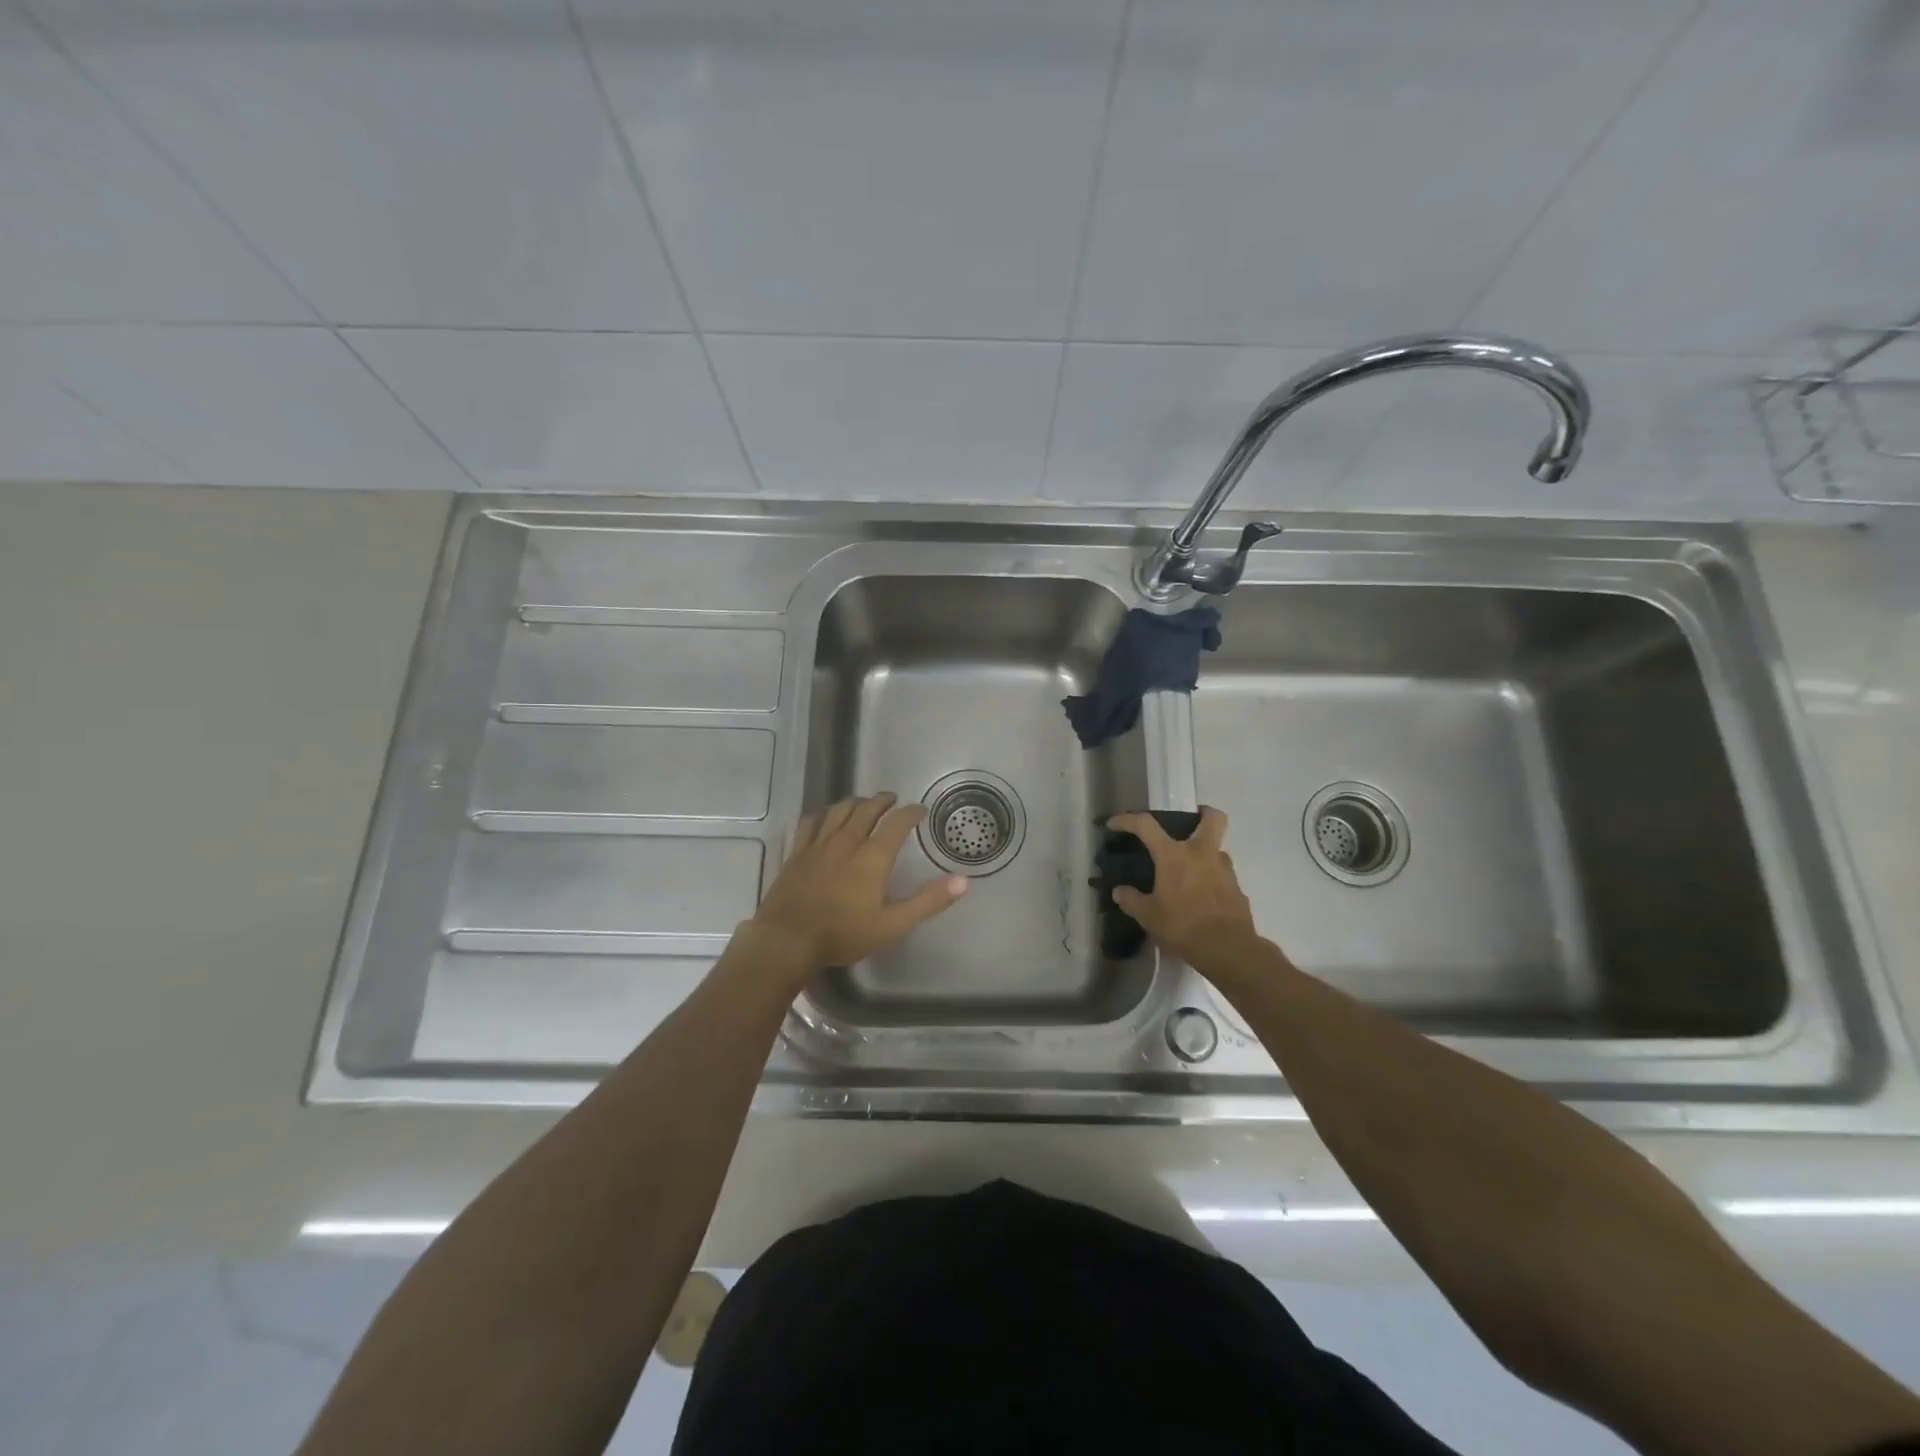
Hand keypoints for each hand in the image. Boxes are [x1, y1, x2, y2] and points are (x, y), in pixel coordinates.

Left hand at [749, 792, 966, 978]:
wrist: (787, 939)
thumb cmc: (844, 933)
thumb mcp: (893, 924)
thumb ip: (928, 901)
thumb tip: (964, 880)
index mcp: (873, 856)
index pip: (897, 822)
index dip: (911, 812)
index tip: (920, 810)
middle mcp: (847, 841)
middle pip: (866, 809)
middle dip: (883, 801)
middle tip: (893, 799)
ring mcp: (818, 844)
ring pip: (839, 810)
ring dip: (855, 802)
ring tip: (863, 802)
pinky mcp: (797, 852)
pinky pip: (810, 822)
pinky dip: (823, 815)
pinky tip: (824, 817)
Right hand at [1107, 806, 1263, 977]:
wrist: (1228, 949)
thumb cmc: (1183, 926)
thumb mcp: (1148, 916)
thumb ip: (1131, 900)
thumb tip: (1120, 892)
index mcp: (1174, 856)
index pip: (1146, 825)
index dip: (1127, 820)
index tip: (1114, 824)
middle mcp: (1202, 854)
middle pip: (1213, 818)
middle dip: (1203, 813)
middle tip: (1190, 821)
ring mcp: (1224, 869)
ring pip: (1217, 848)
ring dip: (1205, 852)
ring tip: (1189, 871)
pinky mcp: (1237, 888)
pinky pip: (1222, 874)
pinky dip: (1211, 878)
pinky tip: (1201, 896)